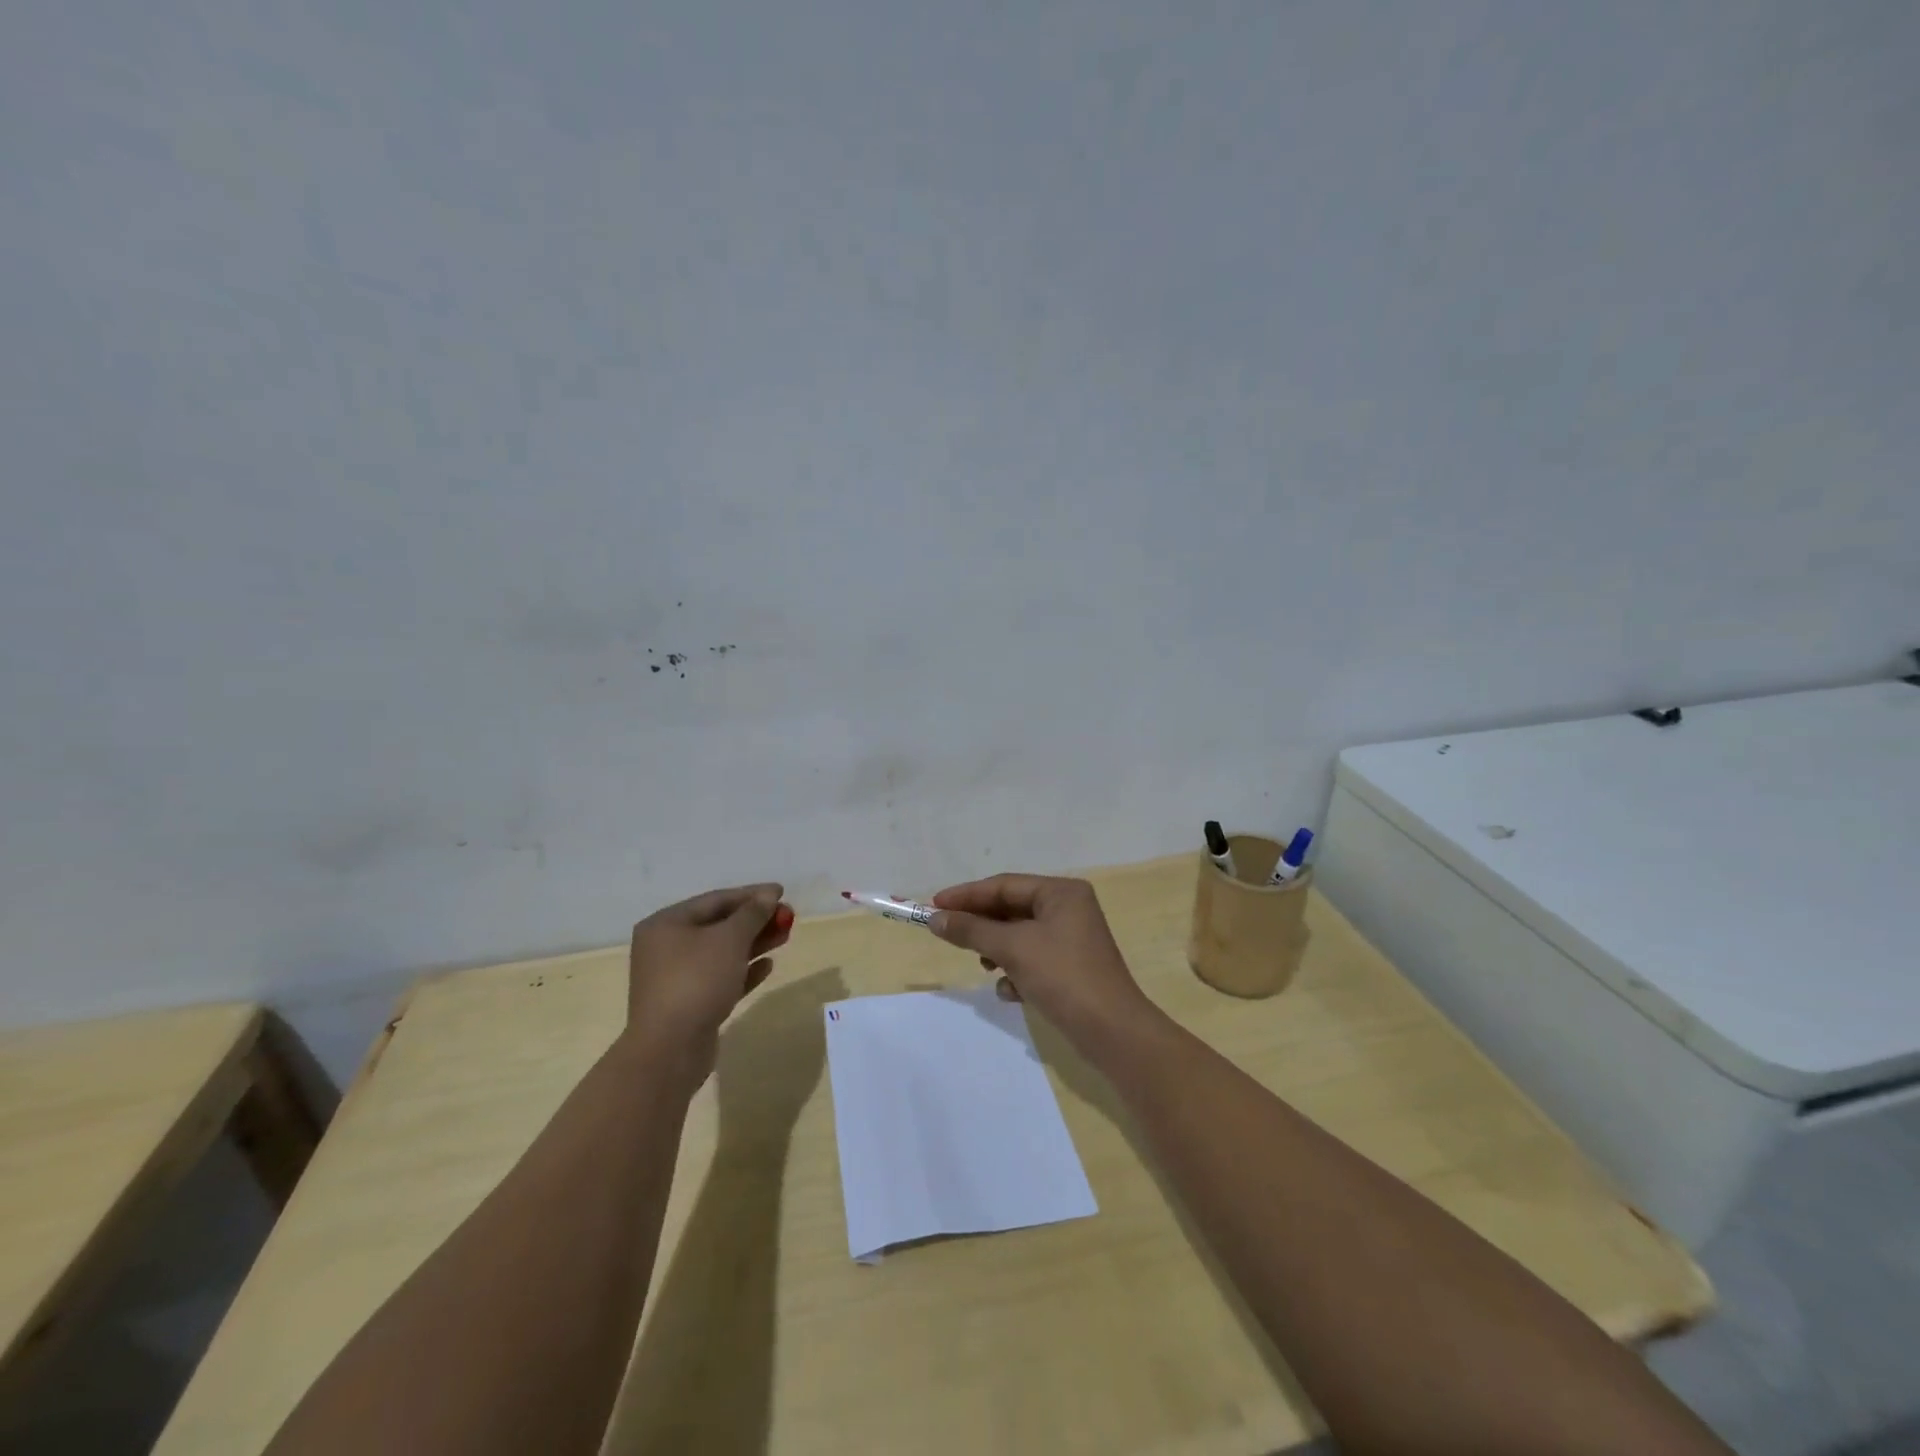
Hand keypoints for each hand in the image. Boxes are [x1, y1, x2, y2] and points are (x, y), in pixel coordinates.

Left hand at [626, 884, 793, 1075]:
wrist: (670, 1050)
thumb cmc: (697, 981)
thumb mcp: (730, 939)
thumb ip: (752, 914)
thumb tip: (768, 895)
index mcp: (666, 924)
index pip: (715, 900)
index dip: (751, 894)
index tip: (782, 892)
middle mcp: (666, 947)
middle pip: (718, 925)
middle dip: (755, 920)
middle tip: (787, 917)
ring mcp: (676, 978)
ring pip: (721, 953)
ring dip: (753, 943)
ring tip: (784, 937)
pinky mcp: (688, 1004)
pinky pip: (720, 978)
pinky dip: (743, 970)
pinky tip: (767, 966)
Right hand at [928, 874, 1159, 1058]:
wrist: (1112, 1032)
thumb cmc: (1063, 976)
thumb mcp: (1012, 948)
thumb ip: (971, 930)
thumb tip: (935, 918)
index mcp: (1061, 892)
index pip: (1004, 885)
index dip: (967, 895)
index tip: (933, 905)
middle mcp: (1069, 909)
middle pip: (1011, 909)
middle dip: (982, 926)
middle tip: (948, 934)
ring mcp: (1071, 940)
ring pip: (1019, 937)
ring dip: (997, 951)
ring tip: (985, 967)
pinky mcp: (1070, 968)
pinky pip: (1032, 960)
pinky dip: (1017, 972)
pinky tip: (1011, 992)